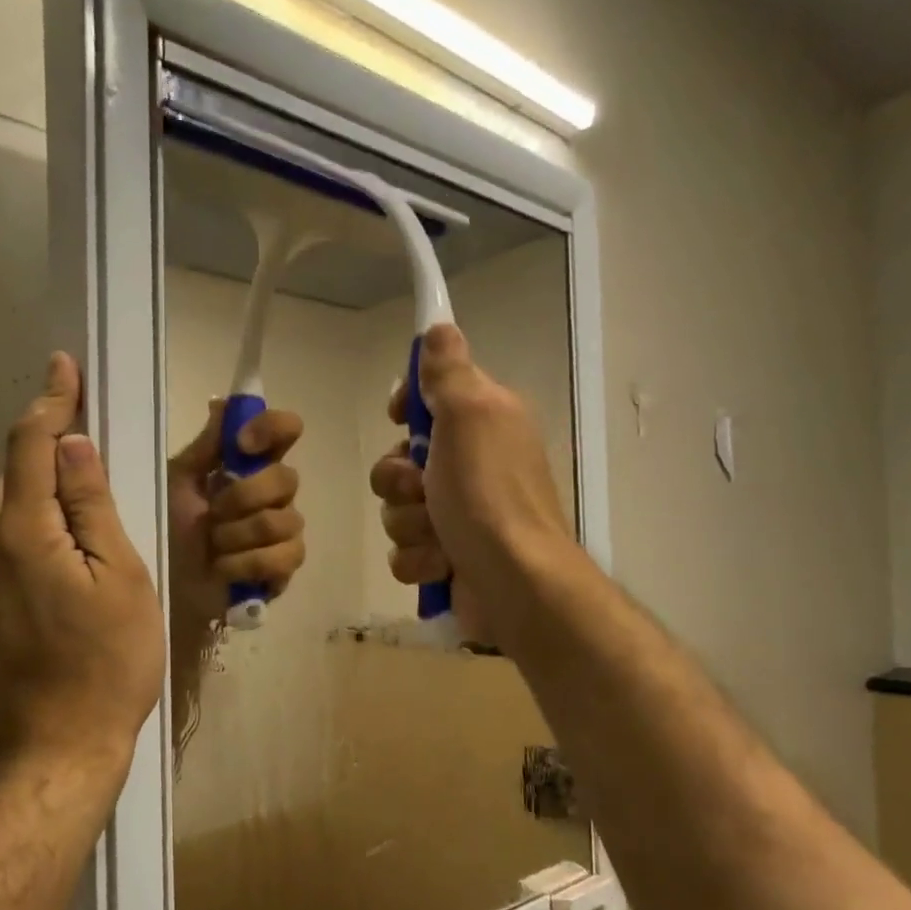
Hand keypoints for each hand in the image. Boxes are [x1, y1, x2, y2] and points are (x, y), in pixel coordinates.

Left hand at [0, 353, 163, 772]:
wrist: (56, 751)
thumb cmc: (107, 665)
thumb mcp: (121, 579)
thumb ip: (92, 508)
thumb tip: (73, 445)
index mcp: (23, 534)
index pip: (31, 446)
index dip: (50, 401)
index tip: (64, 366)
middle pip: (12, 474)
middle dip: (44, 442)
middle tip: (90, 432)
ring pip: (6, 509)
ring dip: (38, 484)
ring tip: (84, 487)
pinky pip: (5, 541)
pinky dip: (33, 520)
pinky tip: (67, 541)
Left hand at [168, 401, 306, 627]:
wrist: (168, 583)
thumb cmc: (170, 528)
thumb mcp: (178, 481)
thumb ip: (205, 446)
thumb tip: (223, 402)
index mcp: (250, 465)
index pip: (285, 430)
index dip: (272, 429)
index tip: (242, 445)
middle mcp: (275, 493)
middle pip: (287, 478)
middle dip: (242, 498)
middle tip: (212, 513)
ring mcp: (285, 530)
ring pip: (282, 520)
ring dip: (237, 536)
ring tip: (214, 547)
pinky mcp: (285, 566)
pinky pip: (283, 556)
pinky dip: (245, 563)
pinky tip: (224, 569)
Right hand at [370, 324, 575, 646]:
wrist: (513, 583)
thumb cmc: (489, 495)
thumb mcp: (470, 416)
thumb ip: (449, 372)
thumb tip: (439, 326)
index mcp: (484, 423)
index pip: (430, 396)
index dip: (408, 406)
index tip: (401, 417)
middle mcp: (471, 464)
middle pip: (400, 459)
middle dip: (400, 480)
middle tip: (424, 489)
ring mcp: (457, 514)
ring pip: (397, 507)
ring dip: (409, 524)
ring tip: (439, 536)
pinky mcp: (446, 556)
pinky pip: (405, 549)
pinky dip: (419, 559)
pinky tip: (441, 565)